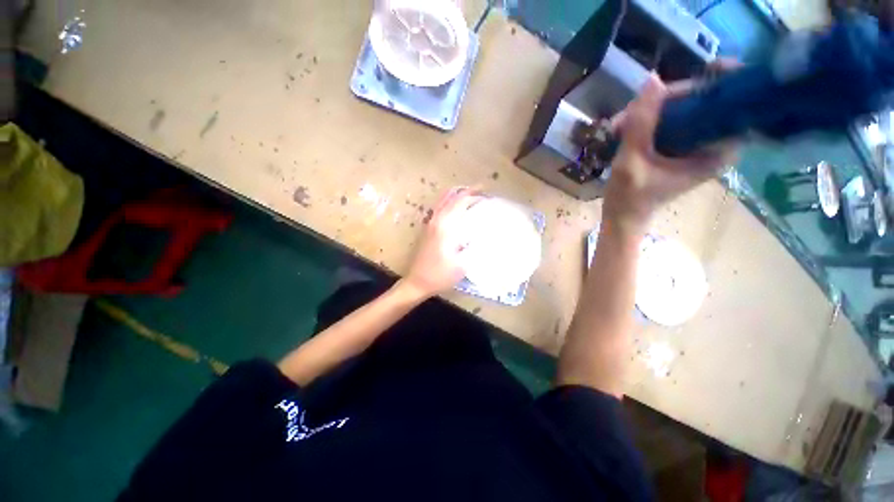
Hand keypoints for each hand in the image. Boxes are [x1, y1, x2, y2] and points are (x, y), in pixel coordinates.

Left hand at [403, 187, 483, 297]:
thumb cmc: (440, 275)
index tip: (488, 196)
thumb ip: (476, 247)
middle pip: (452, 197)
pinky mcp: (427, 229)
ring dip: (457, 194)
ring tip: (470, 193)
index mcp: (446, 226)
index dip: (475, 196)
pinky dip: (448, 201)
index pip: (461, 202)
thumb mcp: (463, 265)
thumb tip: (486, 234)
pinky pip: (438, 208)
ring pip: (443, 200)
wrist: (417, 282)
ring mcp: (430, 223)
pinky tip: (455, 207)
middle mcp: (436, 220)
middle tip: (482, 191)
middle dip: (468, 191)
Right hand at [604, 74, 737, 233]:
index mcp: (716, 153)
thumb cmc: (629, 197)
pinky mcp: (680, 147)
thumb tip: (653, 79)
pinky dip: (648, 119)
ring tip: (619, 125)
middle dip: (670, 99)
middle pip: (705, 103)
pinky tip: (625, 128)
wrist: (623, 216)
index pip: (736, 107)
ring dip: (651, 110)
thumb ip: (641, 123)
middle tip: (634, 110)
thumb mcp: (631, 161)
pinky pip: (672, 119)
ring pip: (684, 109)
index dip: (727, 83)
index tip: (708, 68)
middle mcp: (713, 146)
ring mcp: (695, 145)